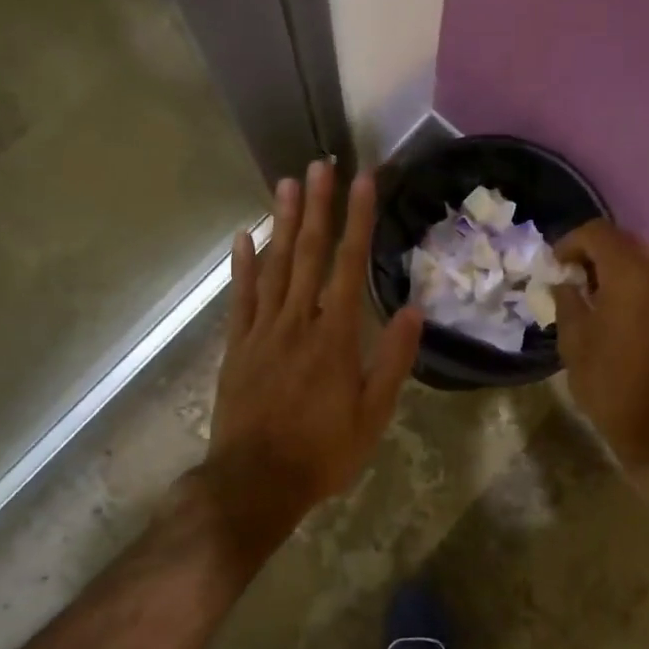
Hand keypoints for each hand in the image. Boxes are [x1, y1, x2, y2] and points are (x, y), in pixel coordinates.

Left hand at [200, 160, 423, 546]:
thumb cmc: (322, 451)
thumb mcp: (372, 415)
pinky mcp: (236, 345)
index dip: (357, 221)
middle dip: (317, 207)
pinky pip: (240, 297)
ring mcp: (262, 331)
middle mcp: (297, 322)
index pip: (349, 265)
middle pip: (308, 254)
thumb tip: (412, 310)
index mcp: (334, 337)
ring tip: (287, 184)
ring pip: (274, 266)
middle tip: (320, 165)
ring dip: (282, 223)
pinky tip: (243, 236)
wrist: (254, 483)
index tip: (363, 182)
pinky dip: (242, 265)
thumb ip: (391, 360)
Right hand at [552, 221, 648, 472]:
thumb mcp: (574, 340)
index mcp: (631, 275)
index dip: (570, 242)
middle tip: (567, 275)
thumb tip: (564, 282)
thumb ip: (567, 300)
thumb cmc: (609, 383)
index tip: (553, 266)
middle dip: (592, 250)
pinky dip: (630, 279)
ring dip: (612, 264)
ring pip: (640, 257)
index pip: (599, 233)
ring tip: (588, 291)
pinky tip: (612, 306)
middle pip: (623, 240)